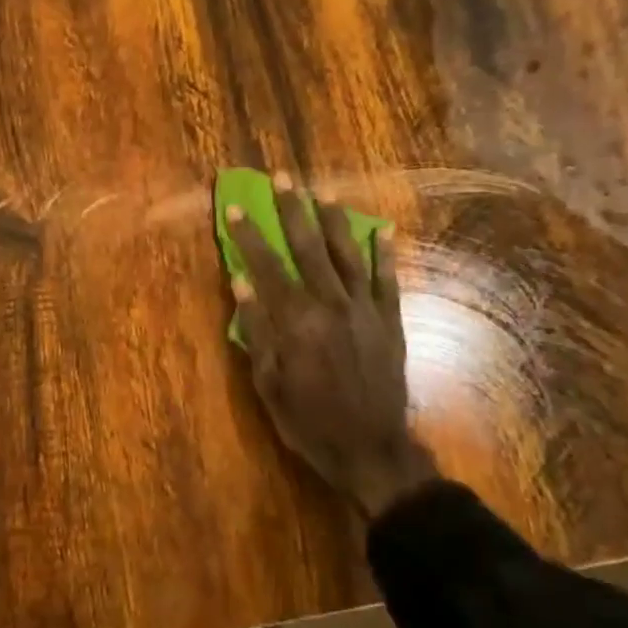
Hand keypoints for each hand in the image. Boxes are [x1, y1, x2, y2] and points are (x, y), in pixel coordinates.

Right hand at [226, 175, 437, 516]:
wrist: (371, 449)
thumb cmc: (309, 421)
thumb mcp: (268, 383)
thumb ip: (258, 331)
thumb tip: (242, 284)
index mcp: (297, 322)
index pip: (267, 267)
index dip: (249, 237)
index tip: (236, 209)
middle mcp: (332, 305)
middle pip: (308, 248)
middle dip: (292, 211)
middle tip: (282, 178)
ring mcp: (366, 311)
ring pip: (348, 254)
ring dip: (334, 220)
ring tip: (323, 191)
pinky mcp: (391, 321)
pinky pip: (388, 280)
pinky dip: (385, 253)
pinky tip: (383, 229)